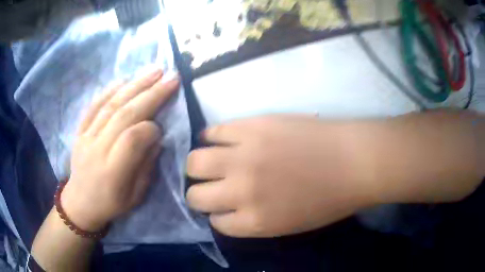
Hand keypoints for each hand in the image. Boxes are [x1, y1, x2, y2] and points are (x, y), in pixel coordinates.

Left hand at [61, 70, 178, 231]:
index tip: (162, 126)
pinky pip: (94, 106)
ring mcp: (86, 137)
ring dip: (134, 85)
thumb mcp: (135, 197)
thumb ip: (146, 166)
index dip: (151, 128)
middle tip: (171, 77)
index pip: (133, 139)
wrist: (79, 203)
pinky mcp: (80, 130)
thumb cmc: (111, 204)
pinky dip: (109, 90)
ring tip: (154, 71)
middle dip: (151, 94)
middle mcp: (97, 149)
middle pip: (124, 115)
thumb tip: (156, 137)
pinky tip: (124, 80)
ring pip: (111, 105)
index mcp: (113, 172)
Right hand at [186, 115, 376, 237]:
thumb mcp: (289, 225)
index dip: (218, 216)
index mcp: (255, 221)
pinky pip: (214, 130)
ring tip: (207, 162)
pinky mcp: (252, 125)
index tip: (223, 210)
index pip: (217, 222)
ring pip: (195, 161)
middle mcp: (242, 190)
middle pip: (196, 195)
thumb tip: (229, 209)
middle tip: (210, 186)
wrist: (352, 160)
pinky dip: (211, 137)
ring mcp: (244, 155)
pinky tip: (217, 139)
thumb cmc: (329, 199)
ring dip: (197, 166)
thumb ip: (254, 221)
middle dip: (199, 194)